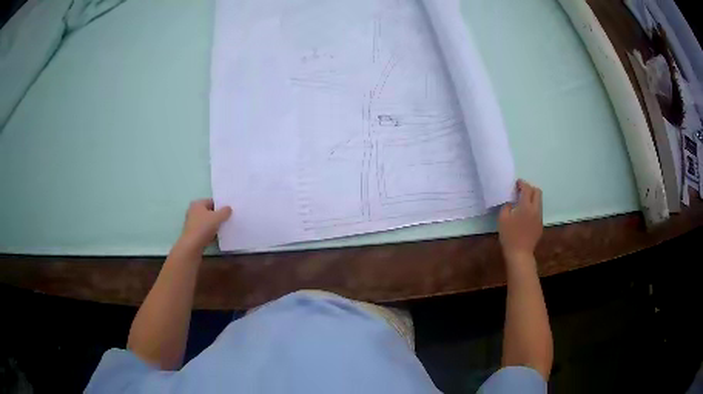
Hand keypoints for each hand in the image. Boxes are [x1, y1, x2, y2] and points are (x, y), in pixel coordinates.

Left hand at [178, 199, 231, 250]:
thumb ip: (224, 212)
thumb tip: (228, 208)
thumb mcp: (217, 218)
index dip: (220, 205)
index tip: (228, 211)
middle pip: (208, 211)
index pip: (211, 201)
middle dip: (217, 215)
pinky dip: (210, 232)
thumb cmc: (203, 228)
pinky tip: (217, 236)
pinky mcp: (193, 233)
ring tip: (223, 228)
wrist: (192, 245)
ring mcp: (192, 222)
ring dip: (214, 225)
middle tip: (227, 219)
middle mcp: (193, 211)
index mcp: (197, 204)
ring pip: (206, 221)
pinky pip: (204, 230)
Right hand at [498, 180, 542, 259]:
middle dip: (530, 188)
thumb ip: (506, 206)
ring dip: (532, 198)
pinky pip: (538, 211)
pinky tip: (524, 216)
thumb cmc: (509, 236)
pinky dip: (532, 208)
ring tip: (522, 203)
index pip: (527, 188)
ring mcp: (539, 217)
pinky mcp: (540, 225)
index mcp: (526, 206)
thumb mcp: (502, 219)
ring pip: (539, 202)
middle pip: (537, 192)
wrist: (520, 254)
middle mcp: (535, 209)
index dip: (522, 183)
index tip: (516, 183)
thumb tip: (510, 202)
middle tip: (521, 191)